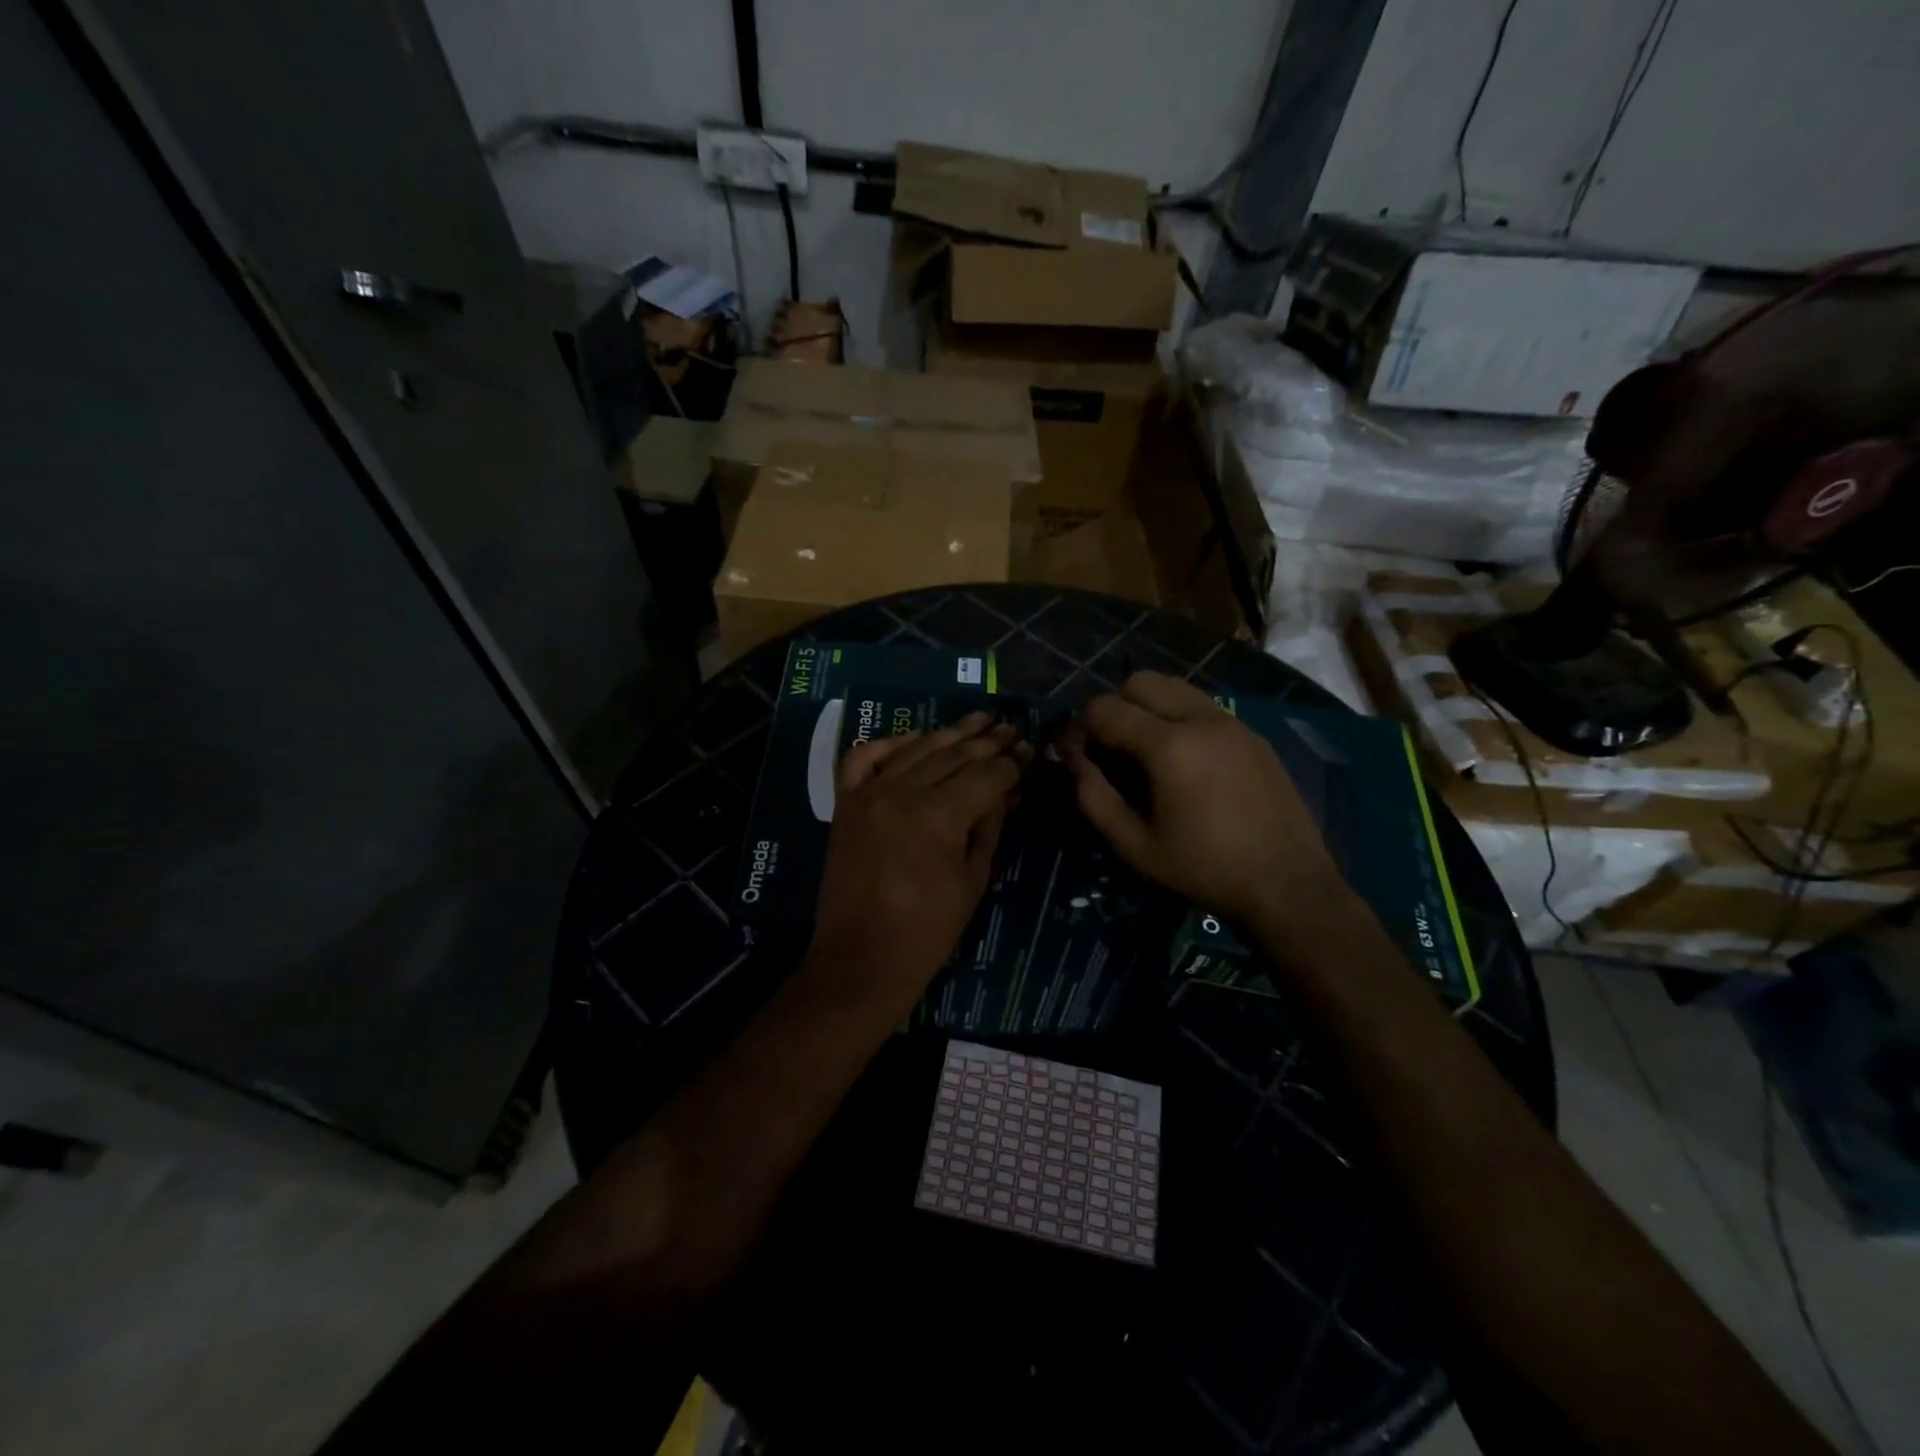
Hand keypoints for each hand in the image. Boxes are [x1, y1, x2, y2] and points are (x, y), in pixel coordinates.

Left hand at [812, 713, 1030, 1002]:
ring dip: (949, 733)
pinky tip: (915, 738)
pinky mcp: (845, 804)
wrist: (861, 960)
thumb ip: (990, 825)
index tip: (1030, 751)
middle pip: (953, 755)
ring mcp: (868, 795)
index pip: (986, 775)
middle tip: (1012, 728)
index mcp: (938, 816)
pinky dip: (889, 744)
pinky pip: (863, 758)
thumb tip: (1009, 790)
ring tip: (978, 720)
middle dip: (988, 742)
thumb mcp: (973, 879)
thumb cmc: (928, 931)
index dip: (1012, 763)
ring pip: (915, 749)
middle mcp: (901, 793)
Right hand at [1061, 672, 1349, 930]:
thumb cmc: (1203, 869)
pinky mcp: (1252, 734)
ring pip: (1175, 687)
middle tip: (1113, 750)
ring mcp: (1232, 722)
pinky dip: (1180, 718)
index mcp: (1169, 746)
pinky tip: (1186, 763)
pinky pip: (1203, 707)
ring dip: (1149, 708)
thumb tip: (1071, 759)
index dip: (1080, 728)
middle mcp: (1201, 719)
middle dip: (1115, 707)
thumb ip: (1093, 797)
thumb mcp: (1134, 845)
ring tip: (1147, 753)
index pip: (1105, 708)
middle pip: (1140, 681)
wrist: (1287, 885)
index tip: (1077, 756)